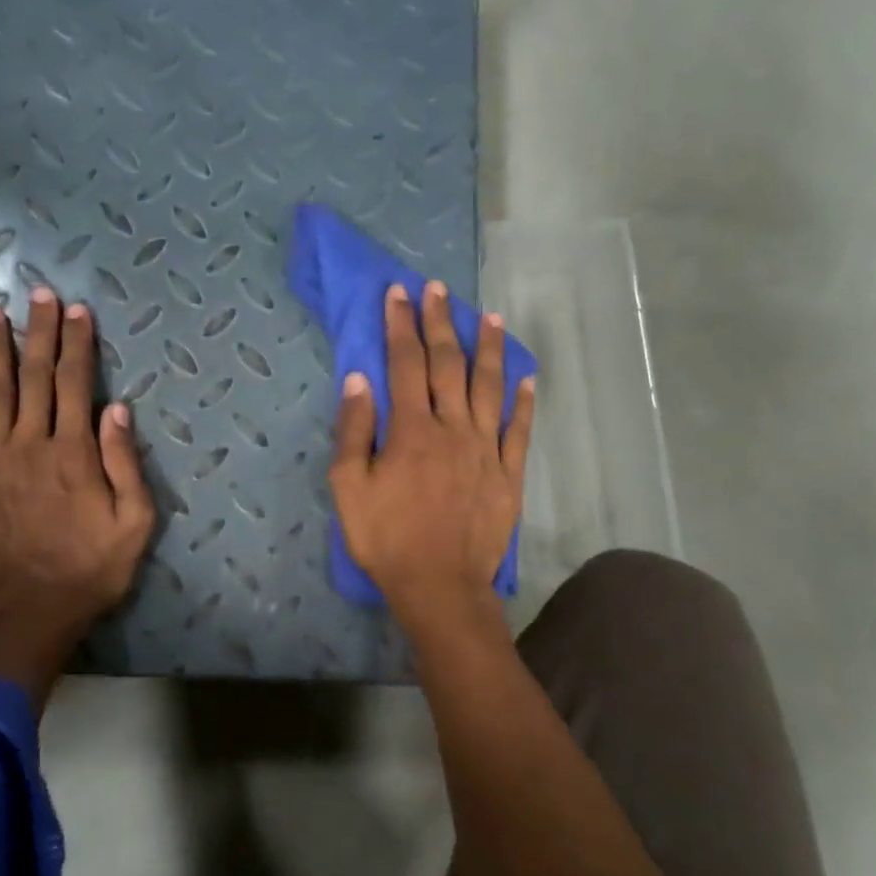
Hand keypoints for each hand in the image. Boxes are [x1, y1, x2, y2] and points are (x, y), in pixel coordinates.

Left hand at [0, 287, 155, 705]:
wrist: (26, 614)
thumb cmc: (90, 571)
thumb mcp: (134, 524)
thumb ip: (126, 464)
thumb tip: (118, 409)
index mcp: (75, 453)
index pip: (76, 384)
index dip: (78, 344)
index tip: (77, 310)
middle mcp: (31, 444)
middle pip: (34, 377)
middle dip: (39, 333)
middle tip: (39, 294)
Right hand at [329, 281, 534, 629]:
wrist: (439, 585)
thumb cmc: (386, 538)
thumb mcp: (349, 488)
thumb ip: (353, 431)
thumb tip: (359, 380)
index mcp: (411, 429)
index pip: (405, 364)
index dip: (402, 325)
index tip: (400, 292)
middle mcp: (453, 428)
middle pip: (448, 365)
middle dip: (441, 323)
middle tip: (439, 290)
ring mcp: (487, 450)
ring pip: (490, 388)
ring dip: (489, 350)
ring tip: (491, 317)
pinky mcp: (509, 474)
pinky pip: (519, 430)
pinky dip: (523, 402)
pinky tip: (526, 379)